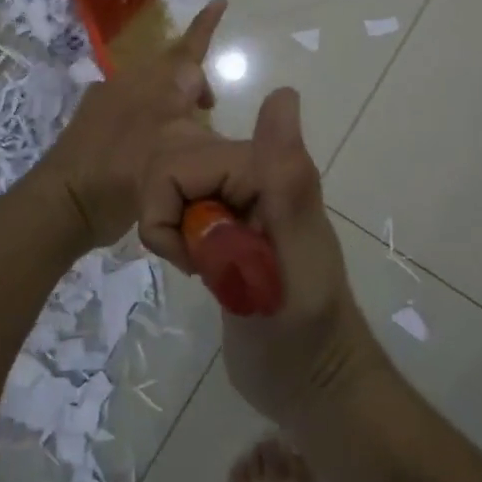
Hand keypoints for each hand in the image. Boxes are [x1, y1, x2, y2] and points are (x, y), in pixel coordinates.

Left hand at [32, 0, 226, 255]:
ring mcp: (109, 96)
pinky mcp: (92, 114)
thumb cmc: (129, 176)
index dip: (206, 25)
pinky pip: (130, 99)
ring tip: (184, 126)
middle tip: (208, 107)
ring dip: (172, 97)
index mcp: (158, 86)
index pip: (190, 50)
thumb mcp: (182, 153)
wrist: (67, 199)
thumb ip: (201, 126)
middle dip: (194, 79)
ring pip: (152, 85)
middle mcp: (132, 82)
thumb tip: (206, 104)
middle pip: (172, 67)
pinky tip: (150, 138)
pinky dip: (149, 110)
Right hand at [139, 88, 387, 431]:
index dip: (168, 206)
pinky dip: (179, 241)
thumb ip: (286, 181)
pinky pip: (183, 212)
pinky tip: (202, 269)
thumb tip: (283, 92)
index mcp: (268, 173)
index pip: (180, 164)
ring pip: (173, 190)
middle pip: (172, 171)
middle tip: (199, 265)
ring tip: (202, 269)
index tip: (190, 253)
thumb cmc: (303, 334)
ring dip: (174, 231)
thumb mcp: (294, 260)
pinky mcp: (230, 229)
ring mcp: (240, 203)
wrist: (313, 389)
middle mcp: (254, 177)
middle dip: (169, 219)